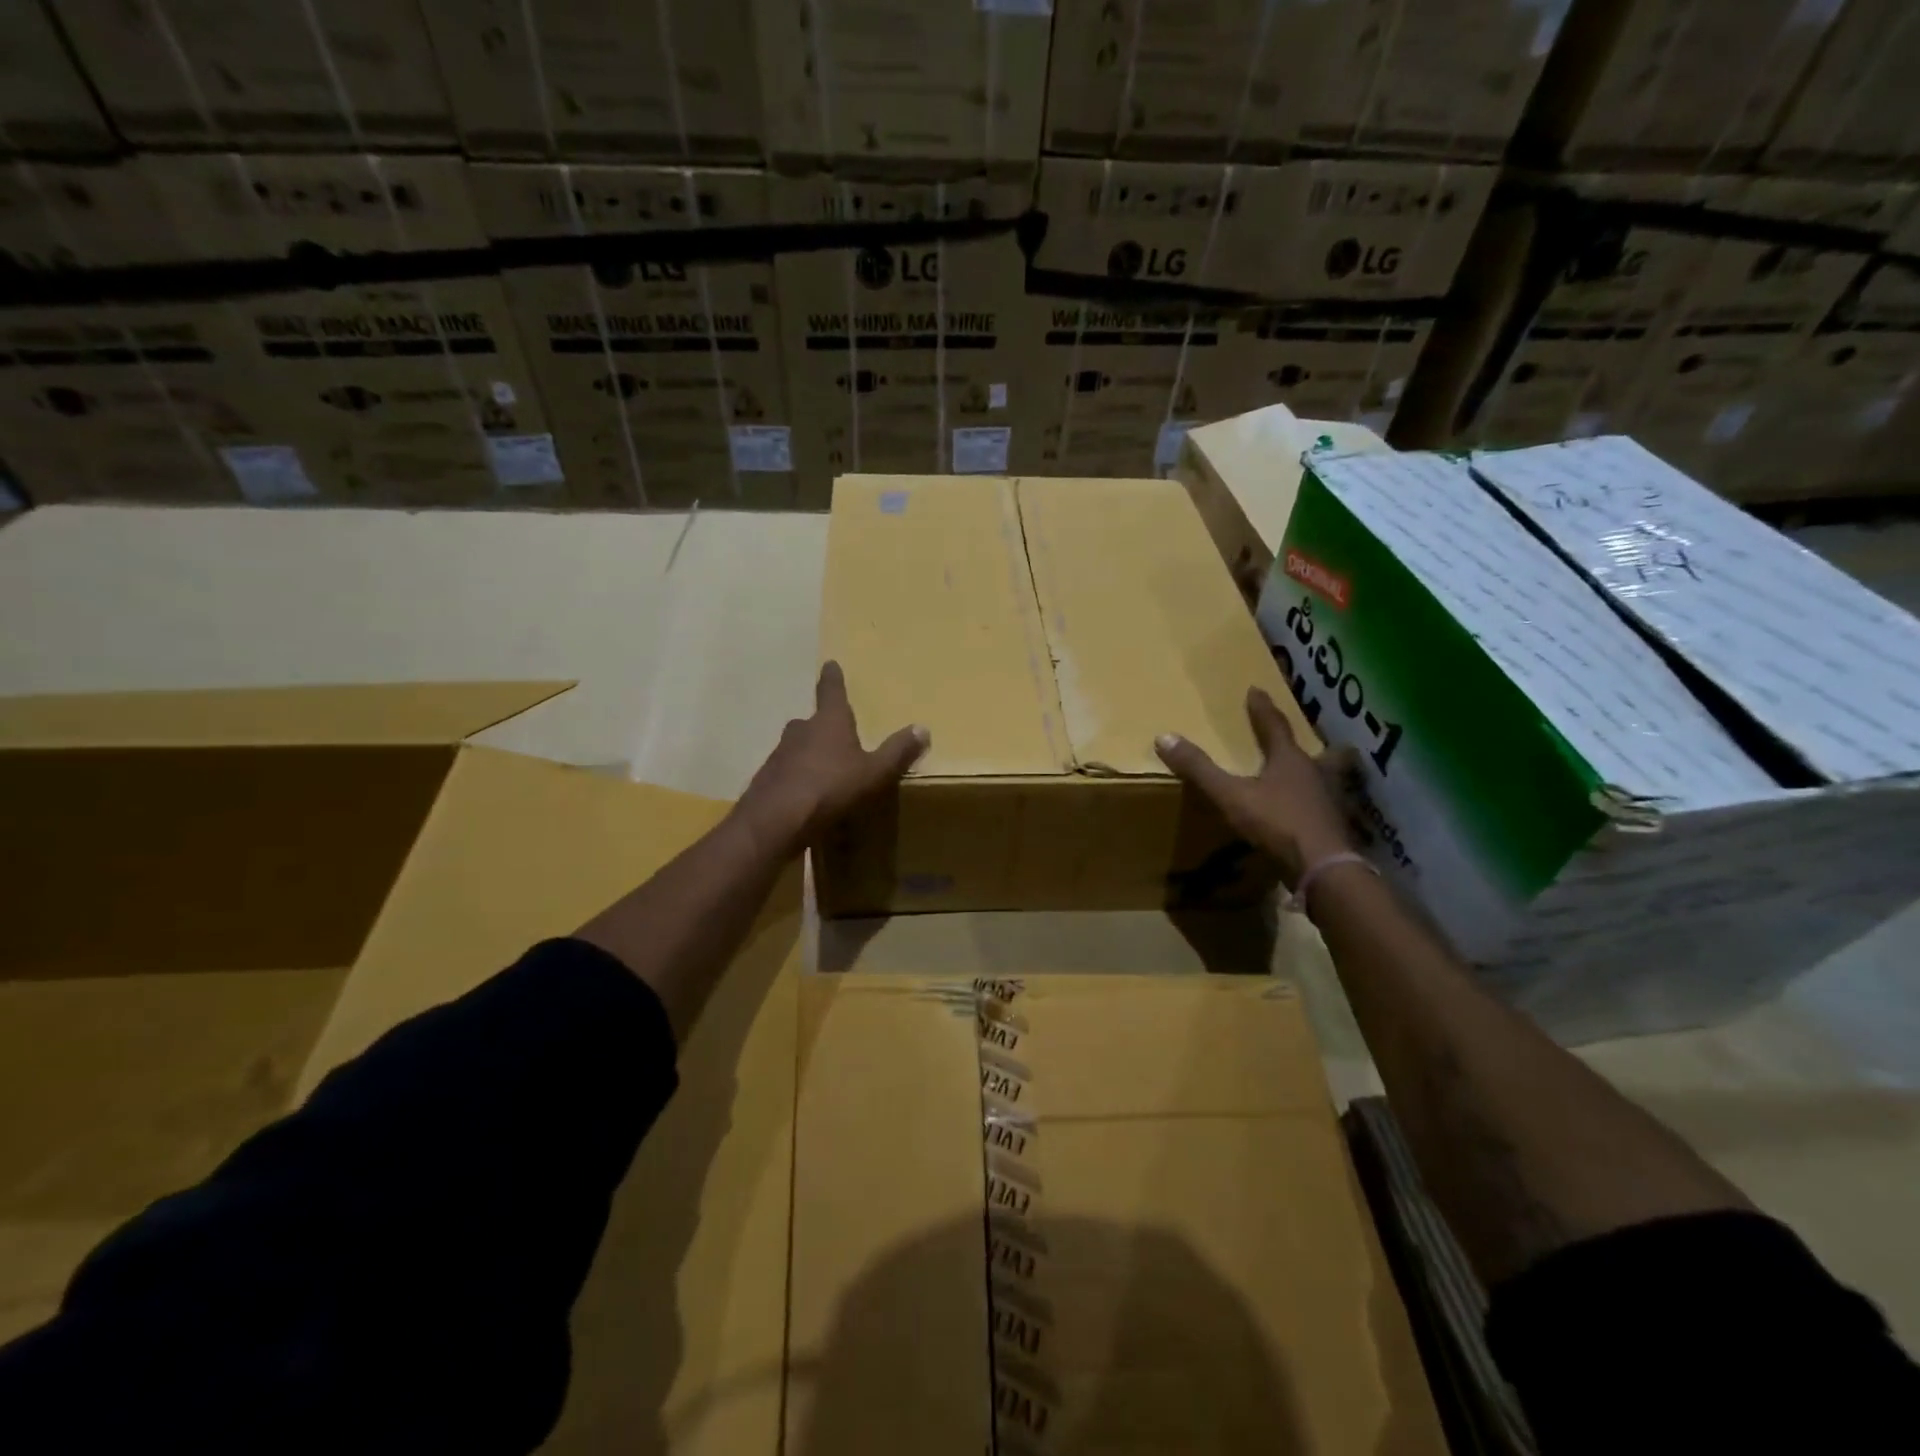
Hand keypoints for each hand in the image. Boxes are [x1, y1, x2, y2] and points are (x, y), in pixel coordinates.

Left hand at [738, 661, 928, 853]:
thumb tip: (922, 728)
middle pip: (812, 721)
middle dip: (823, 726)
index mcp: (829, 722)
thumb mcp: (874, 773)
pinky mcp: (767, 779)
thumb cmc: (830, 788)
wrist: (776, 820)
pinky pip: (787, 772)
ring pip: (798, 747)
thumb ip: (897, 752)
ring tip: (824, 770)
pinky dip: (797, 778)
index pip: (832, 691)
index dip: (832, 678)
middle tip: (835, 733)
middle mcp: (801, 730)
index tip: (829, 664)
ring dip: (809, 754)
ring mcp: (779, 754)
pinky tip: (806, 796)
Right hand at [1155, 687, 1357, 885]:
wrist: (1322, 868)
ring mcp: (1328, 802)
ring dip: (1319, 773)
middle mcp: (1315, 774)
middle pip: (1316, 751)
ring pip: (1327, 778)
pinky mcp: (1332, 828)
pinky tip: (1308, 813)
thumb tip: (1164, 737)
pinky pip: (1324, 807)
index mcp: (1290, 760)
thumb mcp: (1231, 795)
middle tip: (1306, 738)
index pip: (1274, 726)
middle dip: (1308, 743)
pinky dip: (1317, 804)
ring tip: (1310, 774)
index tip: (1256, 690)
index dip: (1263, 708)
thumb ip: (1200, 769)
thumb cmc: (1277, 823)